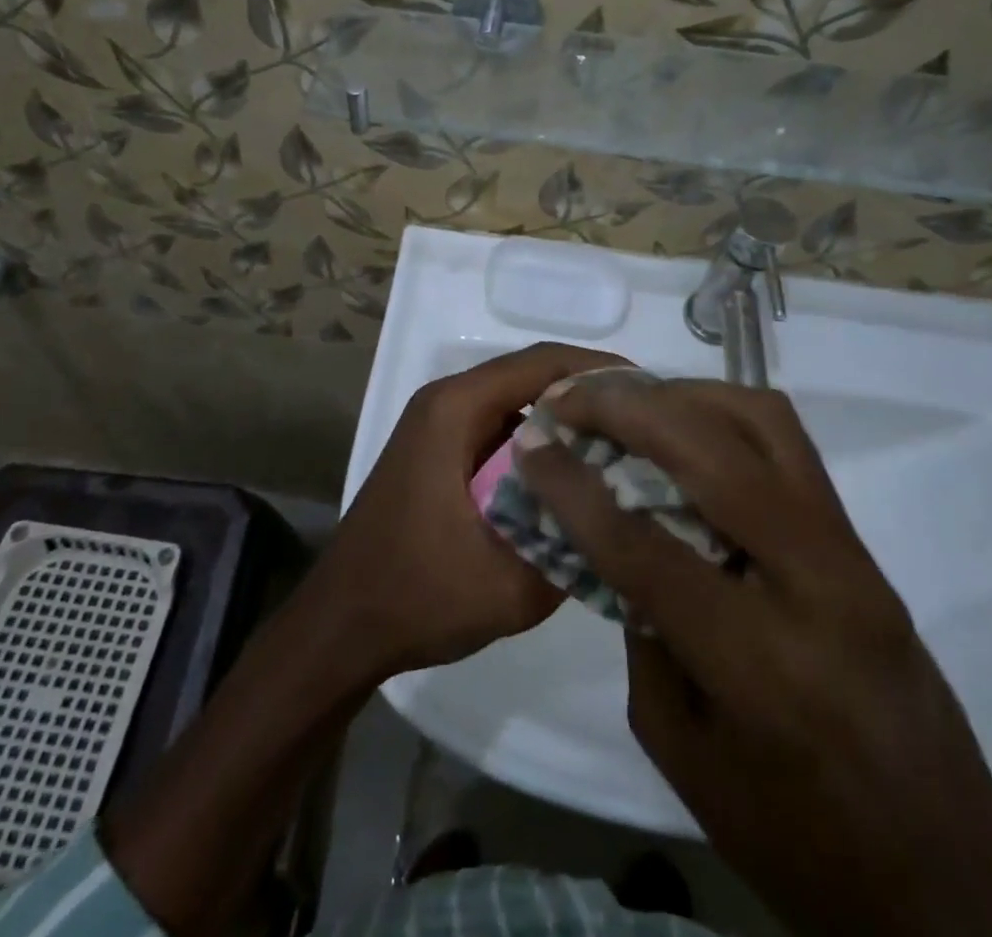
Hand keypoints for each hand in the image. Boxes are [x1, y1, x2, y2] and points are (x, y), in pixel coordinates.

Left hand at [312, 341, 628, 677]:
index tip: (652, 394)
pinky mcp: (440, 452)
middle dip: (591, 397)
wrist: (339, 628)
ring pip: (518, 404)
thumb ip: (574, 545)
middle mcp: (446, 402)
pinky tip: (575, 478)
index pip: (542, 363)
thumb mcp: (509, 584)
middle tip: (648, 427)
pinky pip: (501, 431)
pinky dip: (541, 445)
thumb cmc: (413, 596)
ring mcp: (440, 426)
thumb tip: (628, 516)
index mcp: (456, 409)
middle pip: (532, 377)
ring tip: (624, 450)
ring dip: (567, 421)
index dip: (600, 370)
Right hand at [518, 379, 991, 936]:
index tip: (530, 442)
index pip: (644, 546)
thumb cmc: (799, 843)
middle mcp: (813, 584)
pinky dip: (723, 413)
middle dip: (625, 409)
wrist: (951, 878)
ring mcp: (849, 552)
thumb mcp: (683, 752)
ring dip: (681, 396)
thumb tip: (616, 541)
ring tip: (625, 398)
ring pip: (760, 422)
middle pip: (710, 453)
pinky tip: (684, 424)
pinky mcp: (861, 541)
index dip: (574, 487)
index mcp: (758, 664)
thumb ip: (644, 633)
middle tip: (569, 396)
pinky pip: (787, 443)